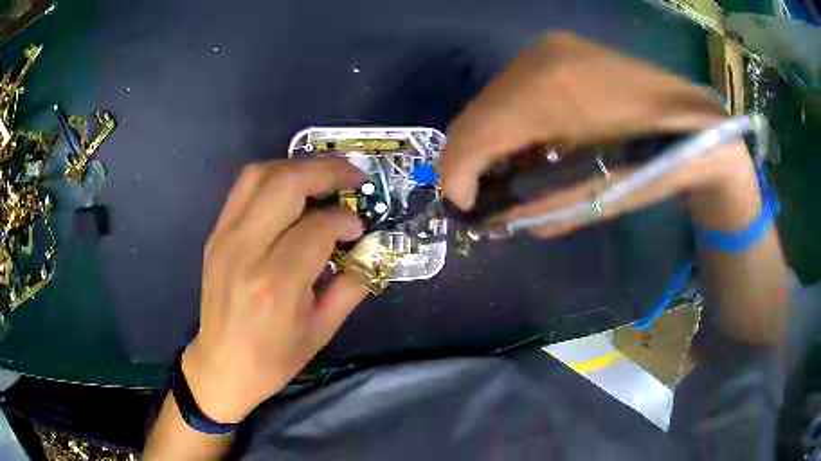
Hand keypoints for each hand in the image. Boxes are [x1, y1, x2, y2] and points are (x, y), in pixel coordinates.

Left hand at [182, 158, 367, 422]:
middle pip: (286, 182)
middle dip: (326, 171)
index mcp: (277, 282)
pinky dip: (273, 178)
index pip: (318, 226)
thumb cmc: (274, 357)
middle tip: (352, 177)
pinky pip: (243, 189)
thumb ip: (352, 283)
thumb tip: (370, 247)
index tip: (358, 228)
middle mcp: (246, 250)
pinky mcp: (215, 235)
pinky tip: (292, 191)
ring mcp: (224, 238)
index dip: (346, 219)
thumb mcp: (323, 329)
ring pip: (260, 174)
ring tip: (323, 177)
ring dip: (297, 166)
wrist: (222, 365)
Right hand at [438, 32, 755, 236]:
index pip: (475, 132)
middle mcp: (539, 58)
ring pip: (492, 99)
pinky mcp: (561, 50)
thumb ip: (540, 207)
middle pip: (476, 112)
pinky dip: (510, 119)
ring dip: (490, 138)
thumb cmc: (659, 165)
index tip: (464, 206)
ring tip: (509, 170)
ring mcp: (550, 48)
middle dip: (471, 158)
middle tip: (483, 193)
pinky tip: (529, 140)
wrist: (699, 126)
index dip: (457, 174)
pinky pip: (514, 88)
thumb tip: (499, 219)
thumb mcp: (599, 199)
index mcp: (550, 91)